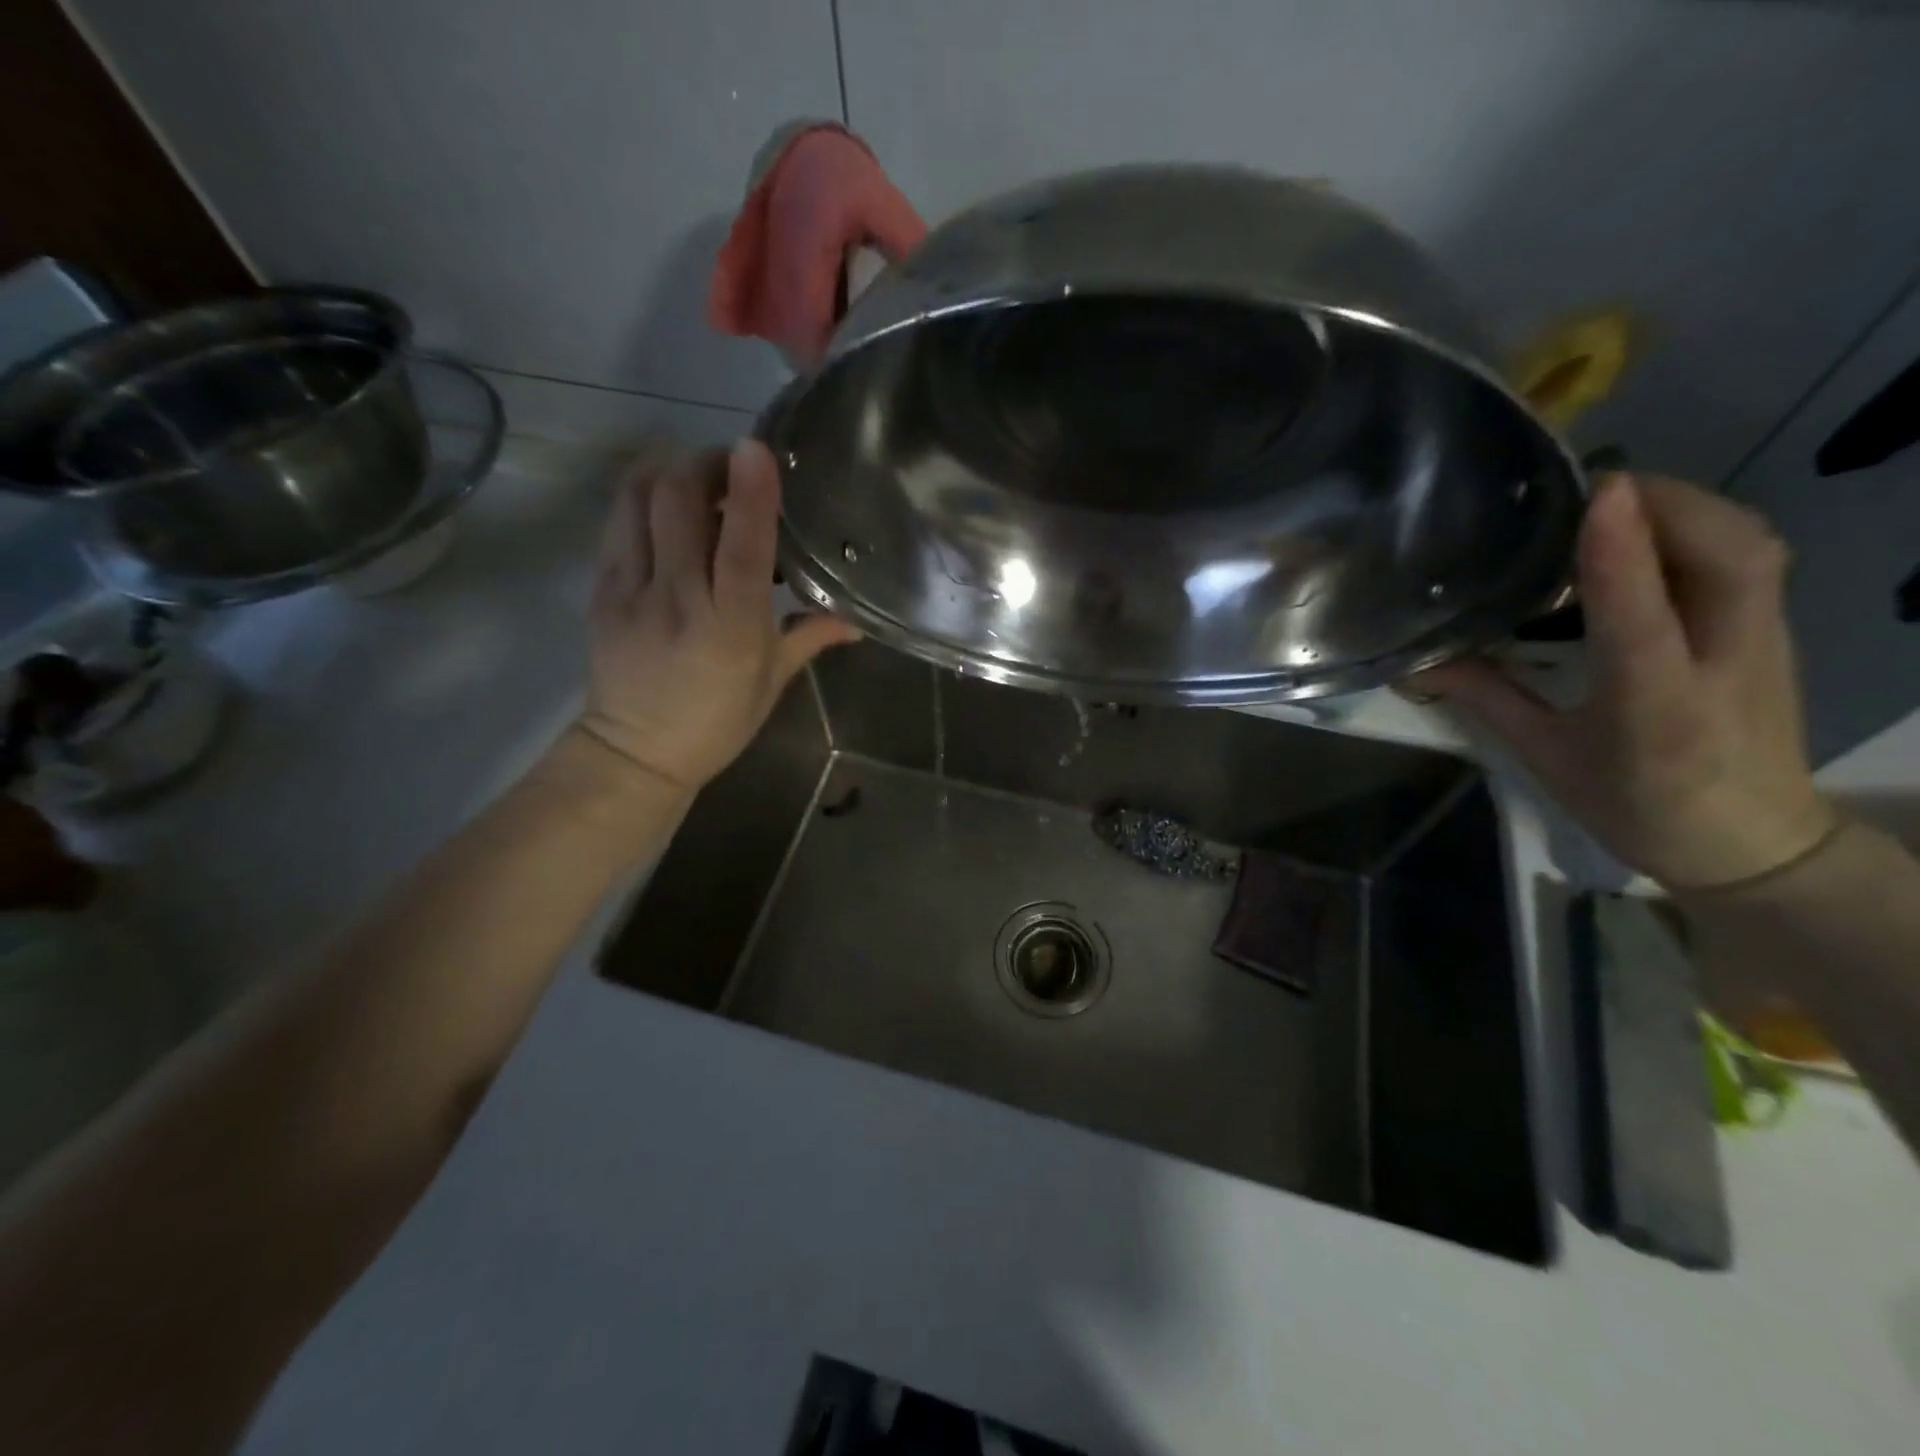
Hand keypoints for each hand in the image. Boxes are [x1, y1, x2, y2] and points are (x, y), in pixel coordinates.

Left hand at [575, 439, 859, 792]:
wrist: (635, 752)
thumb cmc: (717, 722)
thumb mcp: (773, 682)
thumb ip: (811, 636)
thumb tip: (859, 618)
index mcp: (729, 630)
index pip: (742, 550)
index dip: (751, 495)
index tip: (758, 448)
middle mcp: (677, 601)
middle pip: (678, 502)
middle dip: (705, 464)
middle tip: (733, 467)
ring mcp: (631, 590)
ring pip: (639, 499)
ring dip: (671, 471)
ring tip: (699, 477)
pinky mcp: (601, 587)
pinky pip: (619, 520)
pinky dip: (644, 495)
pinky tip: (668, 505)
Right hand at [1411, 473, 1834, 889]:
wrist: (1753, 842)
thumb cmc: (1637, 808)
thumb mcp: (1548, 759)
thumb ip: (1488, 699)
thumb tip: (1420, 661)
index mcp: (1656, 710)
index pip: (1642, 620)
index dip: (1620, 553)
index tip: (1596, 494)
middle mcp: (1724, 663)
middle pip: (1729, 555)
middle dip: (1666, 503)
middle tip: (1587, 489)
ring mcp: (1764, 641)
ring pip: (1750, 545)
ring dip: (1687, 507)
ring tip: (1615, 501)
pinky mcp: (1774, 630)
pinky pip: (1749, 556)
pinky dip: (1701, 526)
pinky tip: (1651, 533)